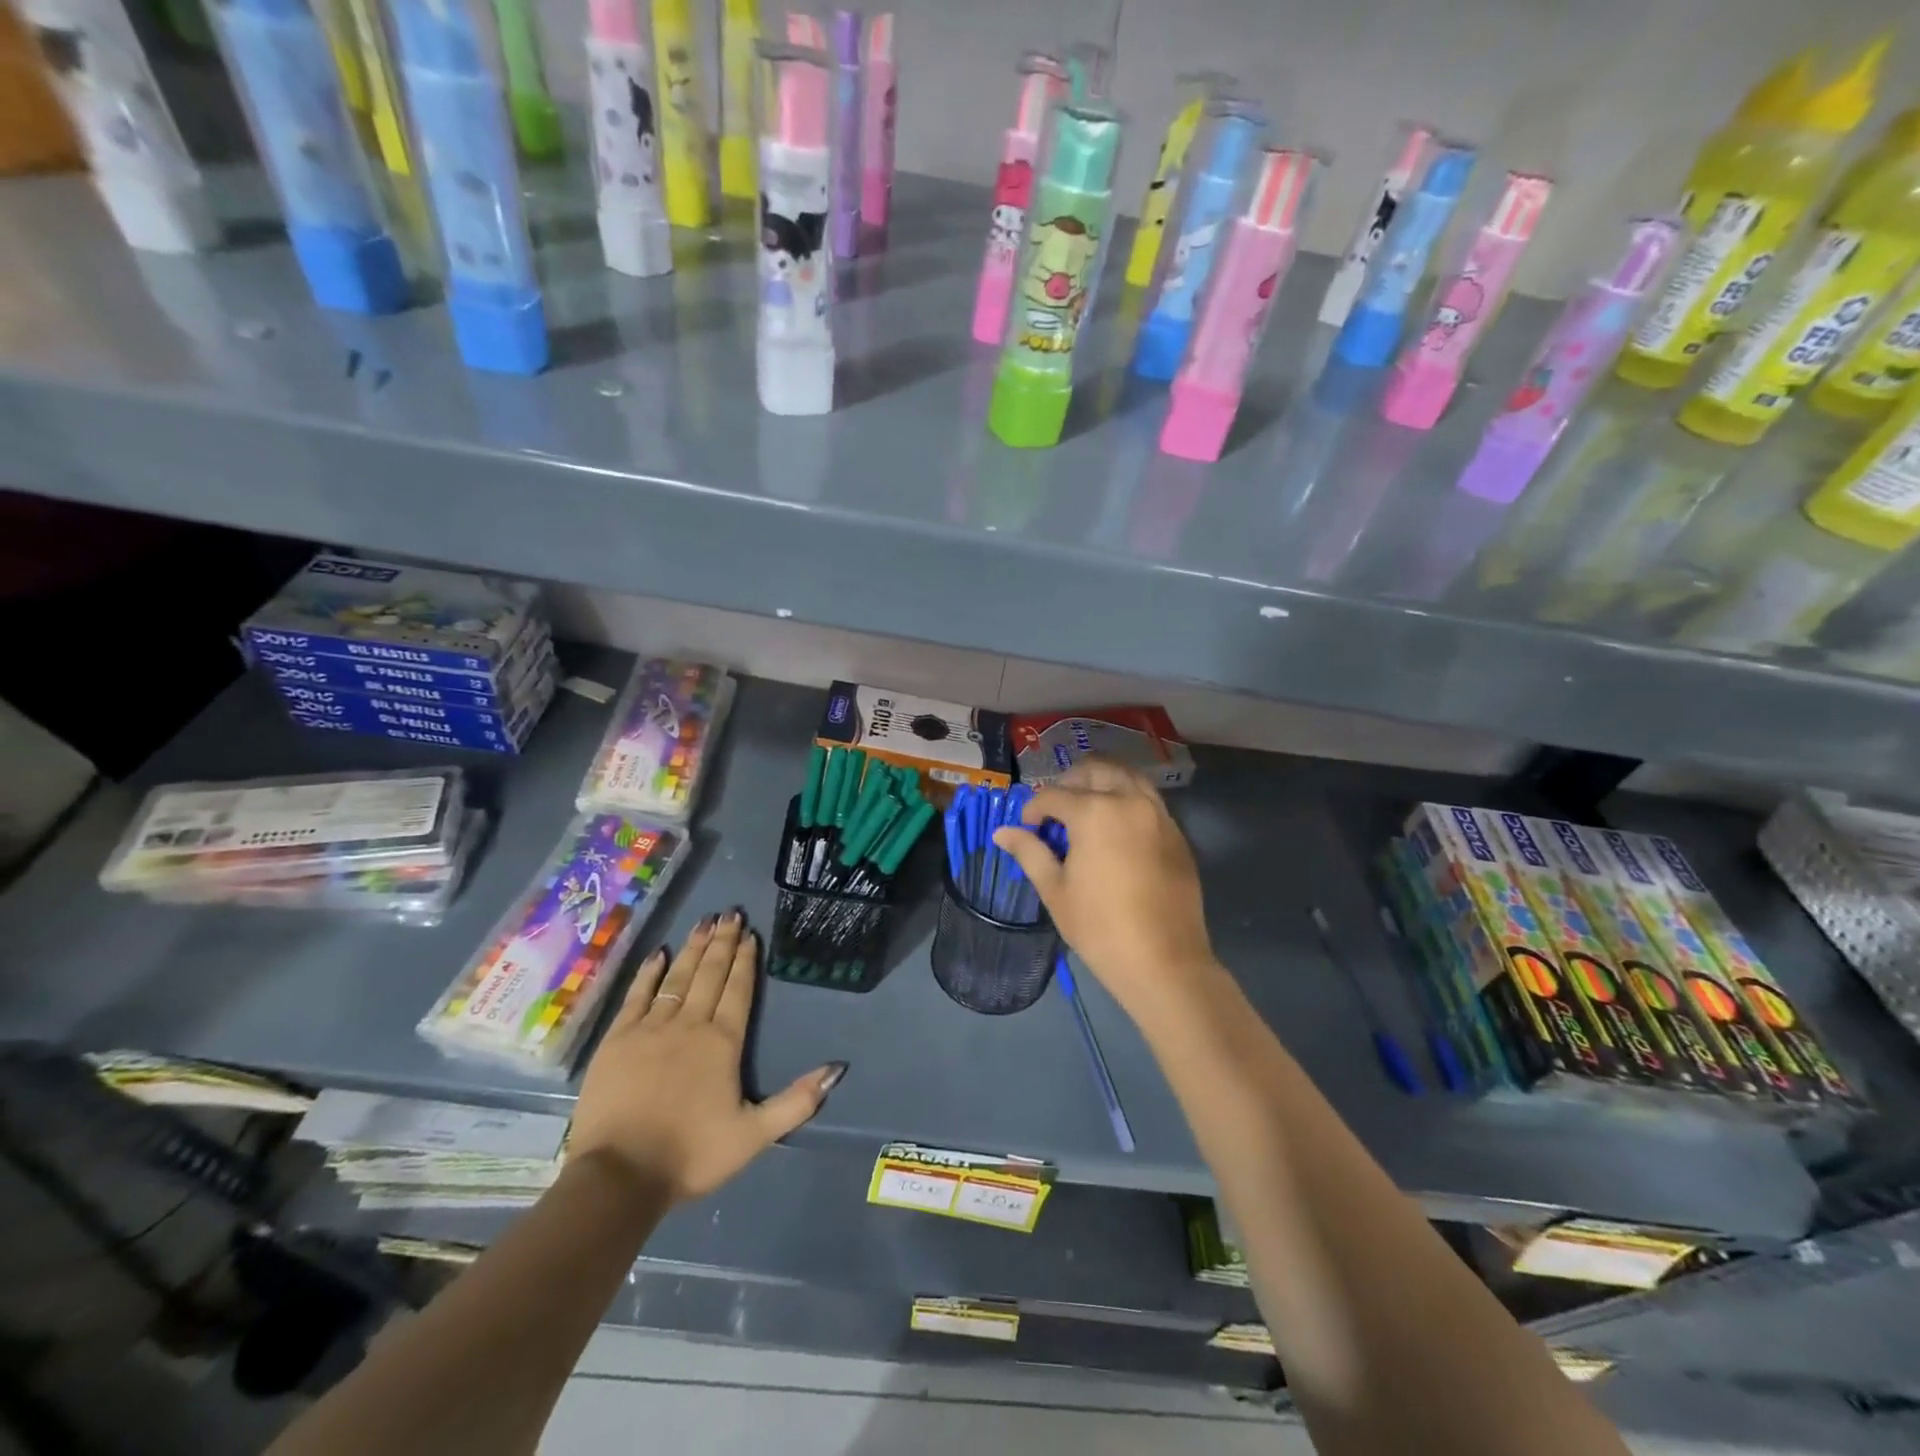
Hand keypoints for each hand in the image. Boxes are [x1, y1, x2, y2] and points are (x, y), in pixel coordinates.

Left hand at [568, 912, 845, 1203]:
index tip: (749, 933)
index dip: (745, 960)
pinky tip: (659, 954)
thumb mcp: (754, 1136)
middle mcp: (689, 1024)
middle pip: (710, 974)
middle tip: (729, 912)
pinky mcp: (617, 1040)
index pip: (737, 990)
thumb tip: (837, 1069)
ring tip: (704, 922)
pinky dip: (649, 973)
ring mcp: (650, 1028)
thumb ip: (797, 1101)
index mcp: (722, 1042)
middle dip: (722, 942)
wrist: (619, 1176)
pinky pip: (637, 995)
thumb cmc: (691, 1155)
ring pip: (677, 977)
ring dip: (693, 948)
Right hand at [991, 758, 1217, 1019]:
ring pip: (1128, 776)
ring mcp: (1159, 814)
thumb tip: (1001, 832)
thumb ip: (1029, 852)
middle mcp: (1129, 801)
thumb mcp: (1055, 890)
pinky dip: (1128, 799)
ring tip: (1086, 808)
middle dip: (1070, 781)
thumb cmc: (1100, 928)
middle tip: (1056, 809)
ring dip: (1102, 782)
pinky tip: (1116, 828)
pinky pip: (1148, 799)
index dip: (1033, 808)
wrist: (1164, 961)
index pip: (1054, 795)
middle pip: (1096, 769)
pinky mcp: (1177, 833)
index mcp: (1094, 812)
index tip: (1027, 827)